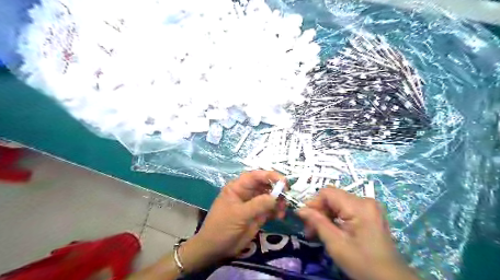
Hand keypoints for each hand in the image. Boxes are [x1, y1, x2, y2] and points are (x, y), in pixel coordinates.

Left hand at [179, 172, 284, 271]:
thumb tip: (276, 197)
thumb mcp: (239, 215)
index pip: (255, 176)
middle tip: (287, 196)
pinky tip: (280, 216)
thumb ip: (258, 205)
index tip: (283, 181)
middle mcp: (247, 193)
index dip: (269, 176)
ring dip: (279, 201)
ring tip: (284, 209)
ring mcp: (253, 204)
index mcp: (238, 187)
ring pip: (270, 197)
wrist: (215, 249)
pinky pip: (270, 209)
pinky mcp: (258, 216)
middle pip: (265, 185)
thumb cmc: (222, 227)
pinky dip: (277, 211)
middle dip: (277, 189)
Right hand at [296, 188, 418, 279]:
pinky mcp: (370, 213)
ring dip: (326, 215)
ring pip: (338, 202)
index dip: (313, 203)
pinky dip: (336, 217)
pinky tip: (332, 230)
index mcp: (359, 206)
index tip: (305, 220)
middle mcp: (365, 200)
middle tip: (310, 231)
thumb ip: (317, 222)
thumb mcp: (336, 243)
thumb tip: (299, 209)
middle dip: (319, 211)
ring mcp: (369, 206)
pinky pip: (346, 208)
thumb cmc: (362, 263)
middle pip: (332, 197)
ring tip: (319, 232)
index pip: (327, 192)